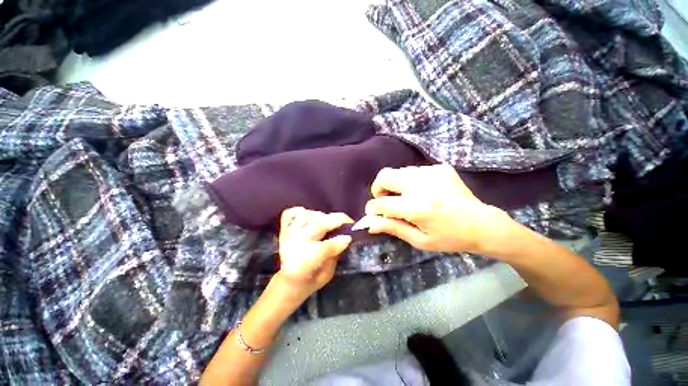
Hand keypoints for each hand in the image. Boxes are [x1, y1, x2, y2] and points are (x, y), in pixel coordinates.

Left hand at [275, 207, 352, 302]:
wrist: (288, 282)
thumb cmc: (310, 280)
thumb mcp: (327, 275)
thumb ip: (335, 255)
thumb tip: (344, 238)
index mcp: (304, 262)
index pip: (325, 247)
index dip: (341, 240)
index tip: (351, 236)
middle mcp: (295, 244)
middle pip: (318, 225)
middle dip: (337, 220)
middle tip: (348, 222)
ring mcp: (288, 234)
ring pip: (308, 215)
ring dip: (322, 216)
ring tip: (329, 222)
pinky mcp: (284, 228)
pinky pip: (292, 212)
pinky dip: (303, 212)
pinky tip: (310, 218)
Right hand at [364, 164, 513, 254]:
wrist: (482, 224)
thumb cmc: (449, 238)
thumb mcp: (419, 240)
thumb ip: (392, 228)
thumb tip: (369, 222)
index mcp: (418, 208)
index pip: (381, 203)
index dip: (372, 208)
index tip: (374, 212)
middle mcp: (422, 186)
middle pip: (385, 175)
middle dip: (378, 188)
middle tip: (386, 200)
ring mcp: (432, 173)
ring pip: (398, 172)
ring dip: (395, 185)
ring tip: (406, 198)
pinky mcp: (440, 168)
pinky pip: (413, 171)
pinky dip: (410, 181)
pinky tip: (422, 192)